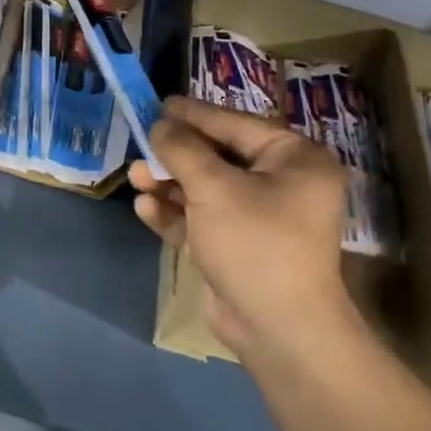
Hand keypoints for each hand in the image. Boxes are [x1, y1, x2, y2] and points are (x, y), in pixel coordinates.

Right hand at [129, 97, 349, 357]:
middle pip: (217, 156)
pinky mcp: (237, 246)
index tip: (160, 103)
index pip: (236, 124)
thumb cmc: (255, 243)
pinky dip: (176, 213)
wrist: (278, 328)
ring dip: (169, 184)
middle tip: (141, 145)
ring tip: (136, 178)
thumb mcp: (214, 188)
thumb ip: (182, 150)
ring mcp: (259, 218)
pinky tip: (146, 209)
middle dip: (175, 155)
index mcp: (295, 160)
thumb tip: (160, 124)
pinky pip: (202, 218)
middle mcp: (282, 184)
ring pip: (205, 188)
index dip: (195, 114)